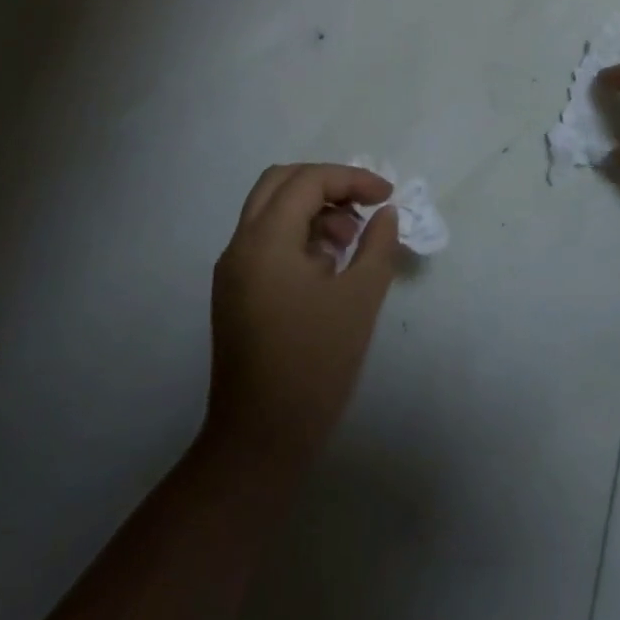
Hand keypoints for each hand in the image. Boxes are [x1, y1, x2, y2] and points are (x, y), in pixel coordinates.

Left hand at [205, 163, 400, 467]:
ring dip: (313, 209)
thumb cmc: (315, 364)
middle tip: (363, 205)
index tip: (387, 196)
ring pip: (270, 210)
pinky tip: (329, 266)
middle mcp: (240, 246)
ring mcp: (233, 271)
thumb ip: (378, 245)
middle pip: (280, 183)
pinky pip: (266, 240)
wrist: (260, 440)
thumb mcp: (360, 298)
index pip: (308, 181)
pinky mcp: (235, 293)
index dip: (351, 178)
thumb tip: (384, 214)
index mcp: (266, 241)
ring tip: (351, 242)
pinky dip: (298, 234)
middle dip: (327, 183)